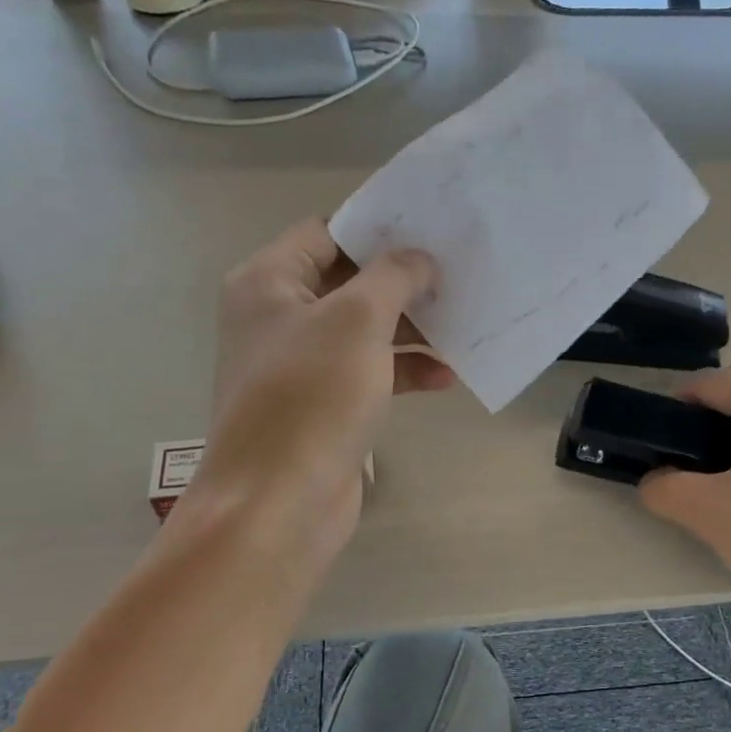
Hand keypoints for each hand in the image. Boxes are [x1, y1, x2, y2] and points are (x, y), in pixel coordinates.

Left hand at [173, 219, 452, 566]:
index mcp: (268, 283)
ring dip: (411, 329)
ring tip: (462, 325)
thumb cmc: (311, 397)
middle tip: (457, 274)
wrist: (277, 503)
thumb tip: (419, 259)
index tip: (431, 230)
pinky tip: (446, 377)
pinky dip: (403, 371)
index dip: (378, 229)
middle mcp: (278, 318)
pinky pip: (368, 373)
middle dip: (403, 282)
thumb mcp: (357, 320)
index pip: (326, 233)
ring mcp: (300, 365)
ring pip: (364, 330)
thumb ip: (393, 277)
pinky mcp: (322, 406)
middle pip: (349, 282)